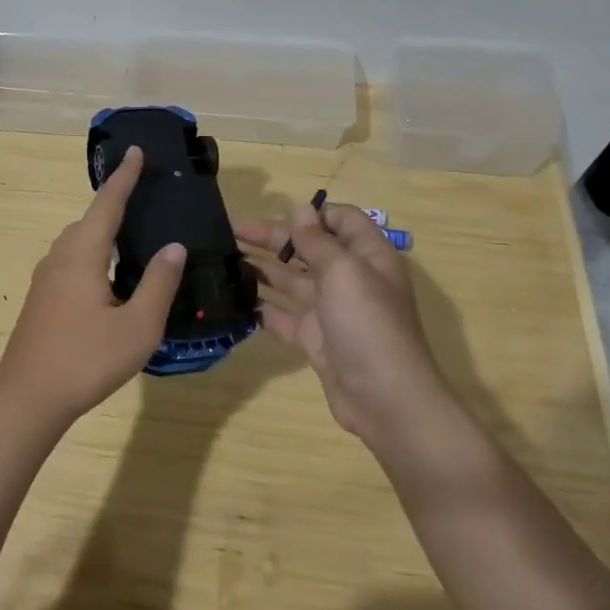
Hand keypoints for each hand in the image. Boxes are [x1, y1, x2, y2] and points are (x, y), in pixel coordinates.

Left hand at [0, 146, 185, 428]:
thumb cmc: (86, 360)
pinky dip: (92, 253)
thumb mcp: (137, 327)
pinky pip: (71, 261)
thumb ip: (158, 283)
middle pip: (89, 220)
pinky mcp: (41, 300)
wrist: (28, 399)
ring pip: (77, 242)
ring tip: (131, 234)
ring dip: (101, 231)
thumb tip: (174, 246)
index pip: (107, 204)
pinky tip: (108, 276)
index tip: (135, 150)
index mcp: (81, 255)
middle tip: (144, 196)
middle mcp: (59, 258)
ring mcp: (45, 280)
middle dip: (114, 203)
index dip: (124, 177)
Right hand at [236, 202, 447, 452]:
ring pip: (291, 280)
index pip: (342, 221)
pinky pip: (283, 317)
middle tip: (230, 230)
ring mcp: (330, 311)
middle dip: (272, 237)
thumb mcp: (344, 272)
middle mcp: (349, 279)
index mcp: (367, 257)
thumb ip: (318, 241)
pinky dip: (261, 307)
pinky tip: (235, 299)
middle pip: (308, 248)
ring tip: (224, 258)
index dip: (313, 213)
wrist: (385, 400)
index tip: (277, 211)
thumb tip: (302, 209)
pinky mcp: (314, 339)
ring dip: (262, 268)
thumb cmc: (368, 325)